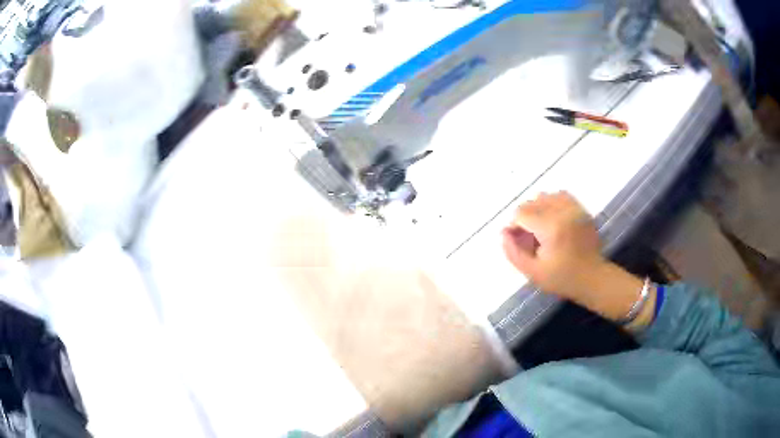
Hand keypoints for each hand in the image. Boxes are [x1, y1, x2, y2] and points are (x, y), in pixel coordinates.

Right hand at [502, 192, 652, 325]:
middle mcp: (563, 212)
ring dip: (538, 209)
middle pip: (533, 202)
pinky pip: (561, 195)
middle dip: (525, 217)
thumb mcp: (533, 272)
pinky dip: (552, 203)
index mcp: (551, 228)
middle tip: (528, 237)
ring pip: (546, 196)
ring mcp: (575, 208)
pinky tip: (552, 218)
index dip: (514, 225)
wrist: (593, 278)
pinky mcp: (582, 209)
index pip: (522, 213)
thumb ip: (513, 252)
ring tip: (540, 227)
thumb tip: (503, 232)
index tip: (517, 239)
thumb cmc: (562, 278)